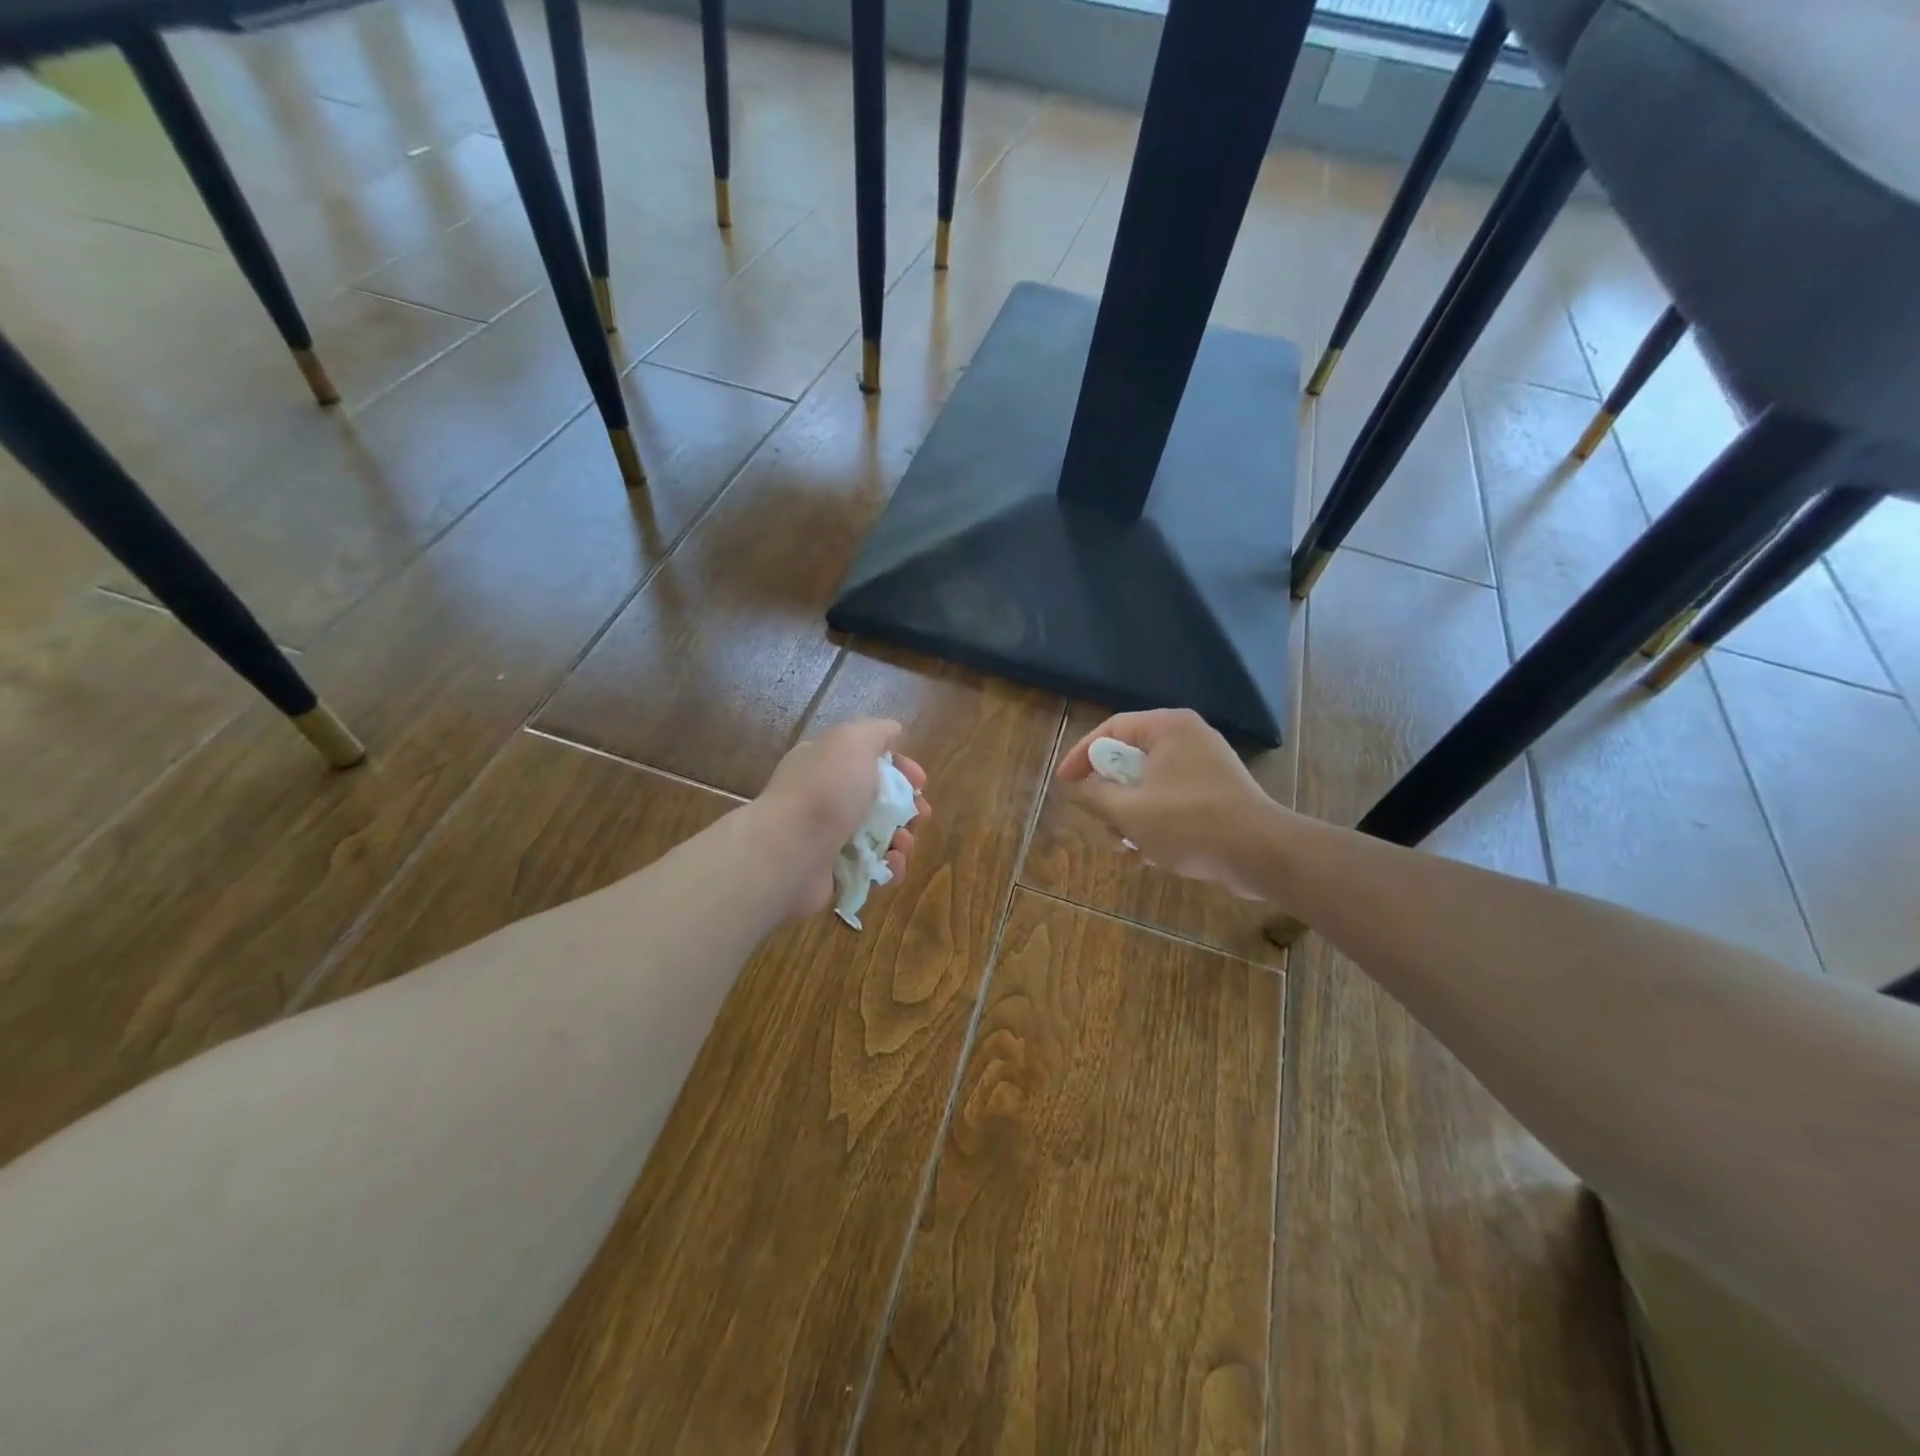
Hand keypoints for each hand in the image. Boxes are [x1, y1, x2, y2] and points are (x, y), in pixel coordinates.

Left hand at [754, 718, 930, 918]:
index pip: (869, 761)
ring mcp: (827, 838)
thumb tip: (894, 731)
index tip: (920, 781)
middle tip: (920, 815)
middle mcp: (824, 798)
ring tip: (904, 843)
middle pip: (878, 801)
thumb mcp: (853, 741)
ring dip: (902, 839)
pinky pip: (871, 869)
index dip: (900, 768)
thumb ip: (877, 732)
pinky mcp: (834, 873)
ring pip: (878, 837)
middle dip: (906, 808)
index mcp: (824, 763)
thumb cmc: (825, 790)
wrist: (790, 851)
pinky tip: (892, 864)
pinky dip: (888, 868)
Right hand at [1057, 709, 1277, 898]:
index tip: (1064, 782)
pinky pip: (1173, 798)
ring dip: (1131, 814)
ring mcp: (1206, 765)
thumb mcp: (1130, 812)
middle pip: (1130, 757)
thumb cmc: (1190, 824)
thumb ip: (1096, 795)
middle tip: (1097, 819)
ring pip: (1150, 783)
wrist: (1262, 854)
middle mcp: (1188, 737)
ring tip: (1125, 847)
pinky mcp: (1217, 792)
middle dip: (1110, 794)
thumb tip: (1084, 787)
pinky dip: (1156, 819)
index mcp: (1168, 727)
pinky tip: (1149, 855)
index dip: (1081, 755)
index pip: (1111, 729)